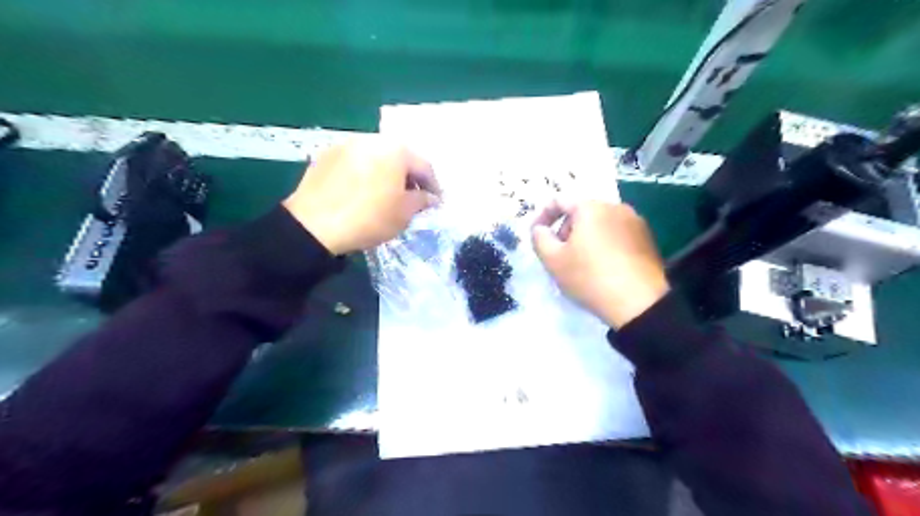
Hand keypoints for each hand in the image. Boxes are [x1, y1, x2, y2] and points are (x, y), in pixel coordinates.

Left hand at [283, 138, 438, 254]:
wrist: (315, 225)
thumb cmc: (369, 218)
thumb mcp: (404, 213)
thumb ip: (422, 200)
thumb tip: (429, 197)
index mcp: (396, 150)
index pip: (424, 166)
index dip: (433, 186)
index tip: (436, 202)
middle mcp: (373, 139)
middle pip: (399, 158)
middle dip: (409, 177)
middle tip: (413, 198)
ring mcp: (347, 144)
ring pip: (376, 158)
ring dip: (386, 174)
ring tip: (386, 195)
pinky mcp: (326, 155)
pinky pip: (356, 162)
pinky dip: (365, 174)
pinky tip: (362, 192)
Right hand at [533, 199, 668, 327]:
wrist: (639, 303)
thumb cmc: (589, 277)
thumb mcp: (553, 260)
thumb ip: (539, 238)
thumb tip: (540, 229)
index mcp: (590, 207)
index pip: (559, 201)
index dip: (542, 217)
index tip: (536, 236)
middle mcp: (615, 207)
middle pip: (581, 212)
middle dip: (565, 230)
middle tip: (559, 255)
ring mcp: (635, 222)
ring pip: (600, 224)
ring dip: (585, 238)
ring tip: (581, 264)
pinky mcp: (648, 239)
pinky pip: (617, 235)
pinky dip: (604, 245)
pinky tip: (603, 268)